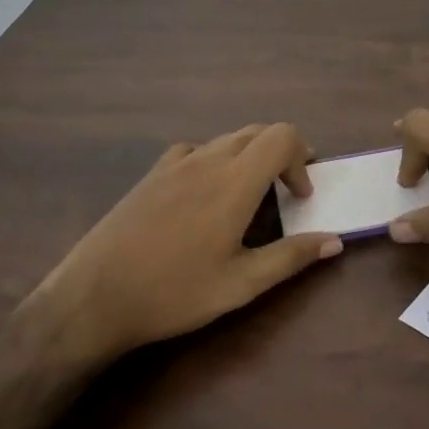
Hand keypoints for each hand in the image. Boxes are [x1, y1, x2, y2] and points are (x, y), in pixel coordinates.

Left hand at [41, 123, 341, 357]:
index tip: (300, 196)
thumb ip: (291, 257)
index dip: (302, 158)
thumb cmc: (173, 292)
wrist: (94, 297)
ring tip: (250, 195)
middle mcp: (208, 160)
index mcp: (235, 182)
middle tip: (287, 191)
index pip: (282, 137)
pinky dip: (216, 159)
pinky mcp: (152, 173)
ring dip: (251, 155)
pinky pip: (196, 149)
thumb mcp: (240, 285)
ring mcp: (176, 163)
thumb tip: (335, 241)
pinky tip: (205, 193)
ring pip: (228, 138)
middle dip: (282, 153)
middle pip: (259, 131)